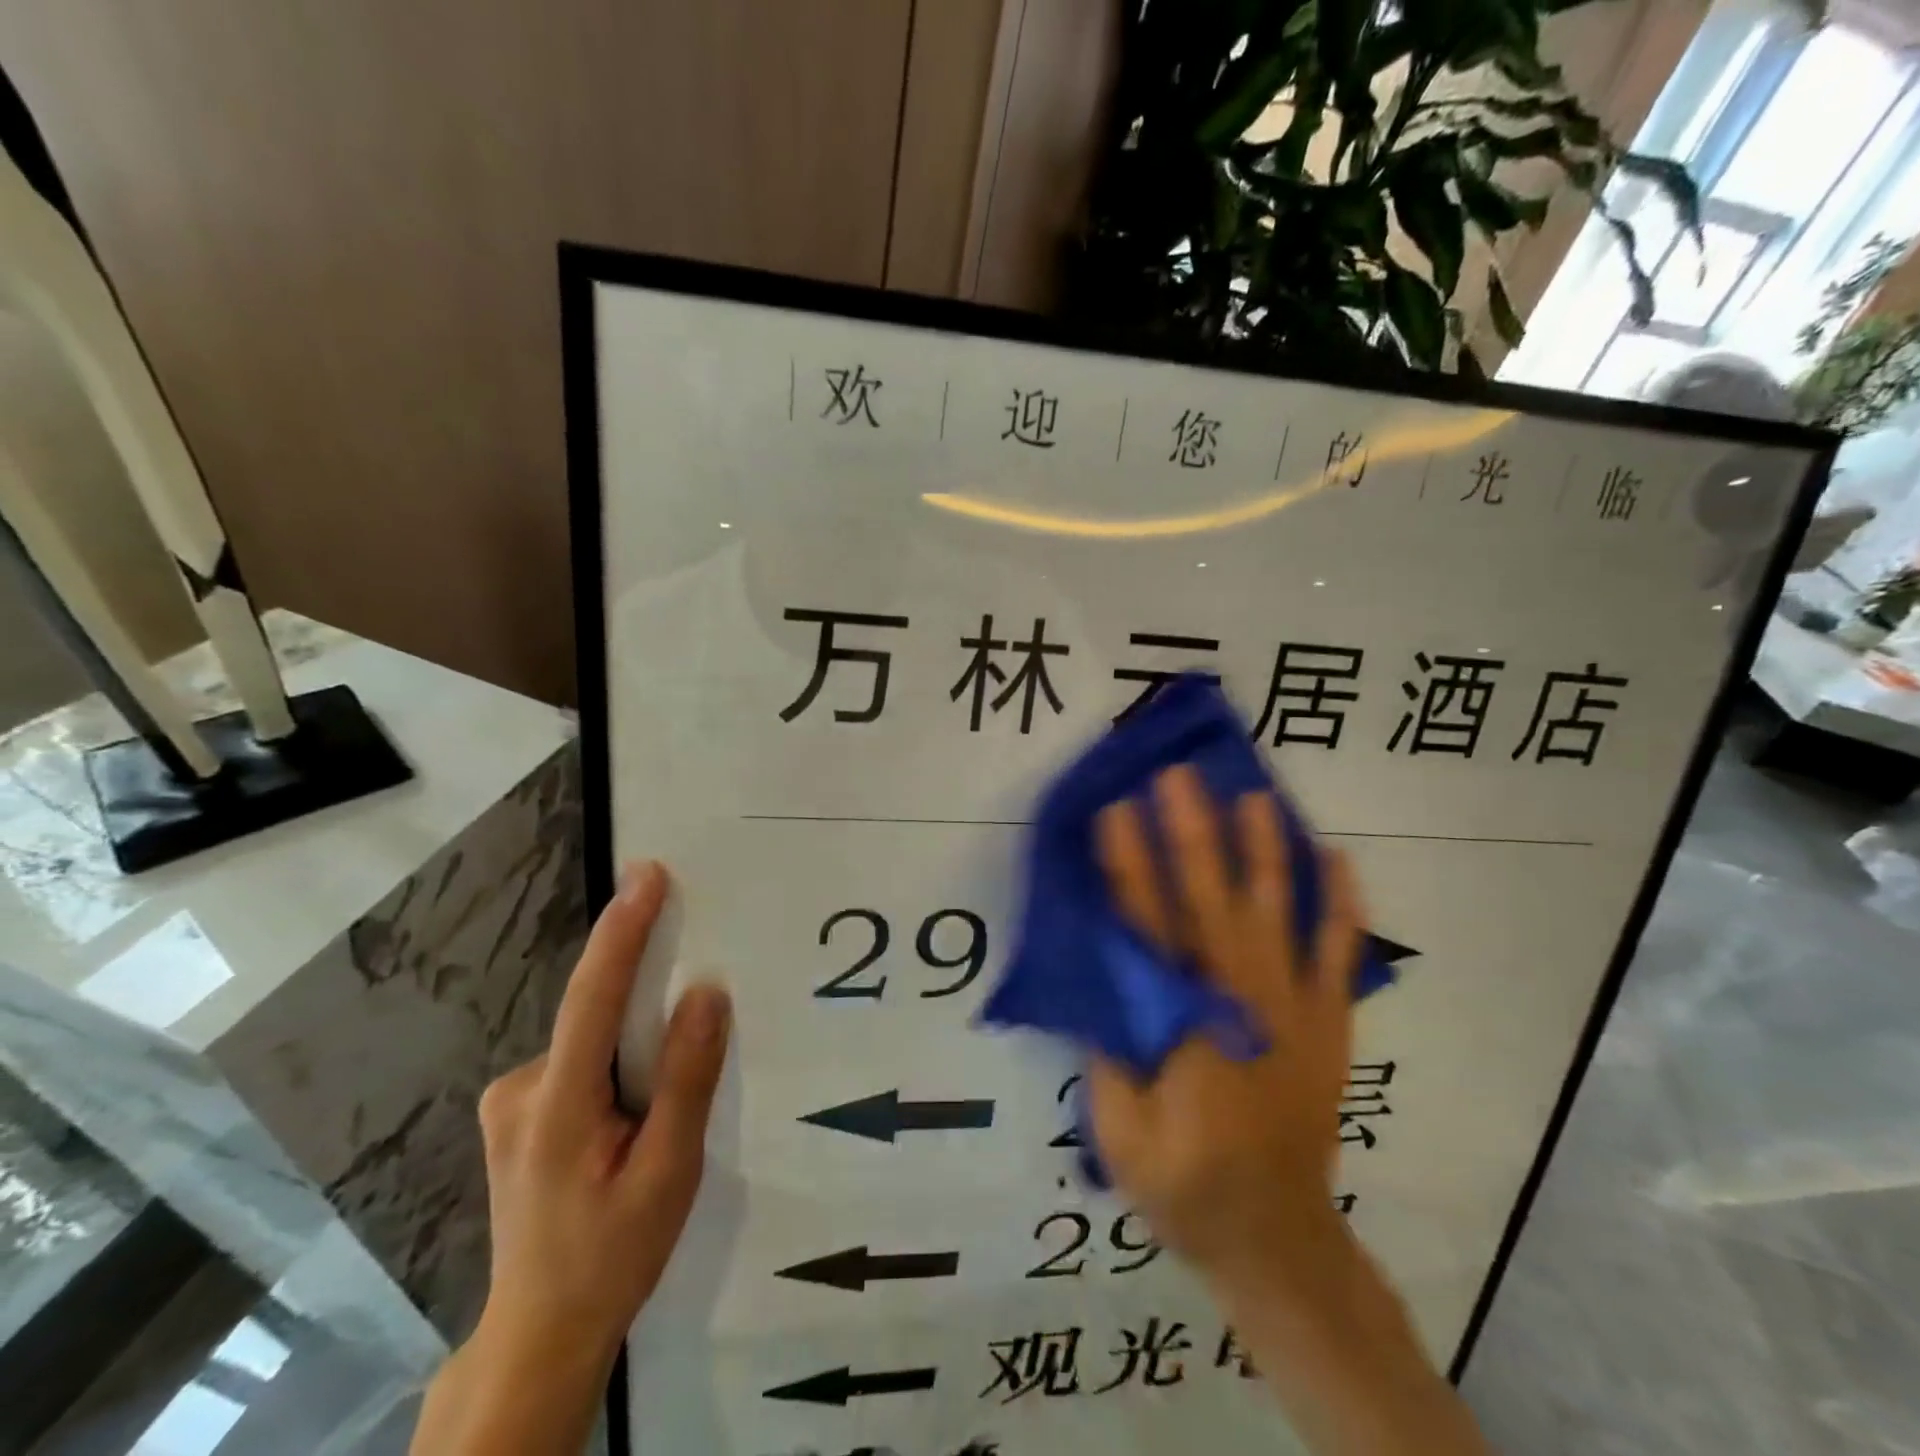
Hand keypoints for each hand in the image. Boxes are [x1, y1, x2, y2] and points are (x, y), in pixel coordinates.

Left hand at [411, 860, 729, 1455]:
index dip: (623, 930)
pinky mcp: (519, 1109)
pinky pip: (582, 1056)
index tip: (649, 874)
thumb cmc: (612, 1255)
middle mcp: (520, 1088)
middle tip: (696, 1012)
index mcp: (557, 1106)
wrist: (541, 1332)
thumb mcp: (668, 1173)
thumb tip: (706, 993)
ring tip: (662, 1103)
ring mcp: (511, 1099)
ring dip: (635, 1042)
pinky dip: (618, 1059)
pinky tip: (635, 1112)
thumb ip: (685, 1079)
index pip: (593, 997)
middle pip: (596, 1014)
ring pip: (592, 1038)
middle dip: (648, 998)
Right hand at [1088, 770, 1492, 1455]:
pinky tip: (1336, 856)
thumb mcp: (1120, 1128)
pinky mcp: (1330, 1022)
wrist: (1278, 1238)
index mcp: (1185, 1026)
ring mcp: (1296, 1009)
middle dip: (1194, 832)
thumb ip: (1111, 1042)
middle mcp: (1244, 1003)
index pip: (1149, 928)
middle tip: (1178, 776)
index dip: (1130, 865)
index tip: (1114, 809)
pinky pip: (1340, 952)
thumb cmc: (1185, 1182)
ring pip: (1280, 912)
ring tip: (1253, 795)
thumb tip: (1102, 963)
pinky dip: (1341, 902)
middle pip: (1214, 901)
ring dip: (1265, 849)